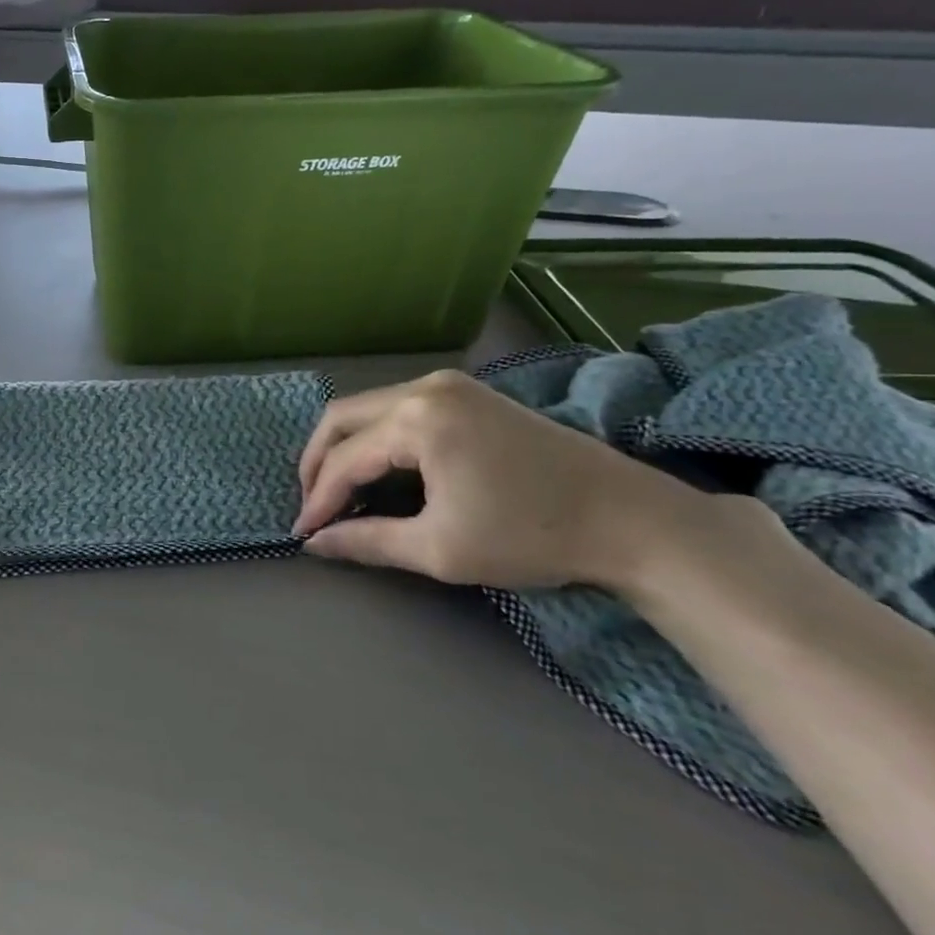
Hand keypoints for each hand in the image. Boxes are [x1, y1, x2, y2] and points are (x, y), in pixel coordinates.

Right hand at [294, 370, 720, 591]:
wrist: (631, 520)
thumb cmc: (531, 535)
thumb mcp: (439, 548)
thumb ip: (366, 541)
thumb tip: (315, 544)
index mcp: (417, 420)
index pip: (344, 459)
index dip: (317, 500)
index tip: (302, 535)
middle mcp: (425, 388)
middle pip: (343, 418)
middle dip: (317, 464)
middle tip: (312, 507)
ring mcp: (449, 385)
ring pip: (368, 410)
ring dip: (344, 449)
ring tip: (338, 493)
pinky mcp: (468, 395)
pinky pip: (398, 409)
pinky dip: (376, 439)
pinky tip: (378, 472)